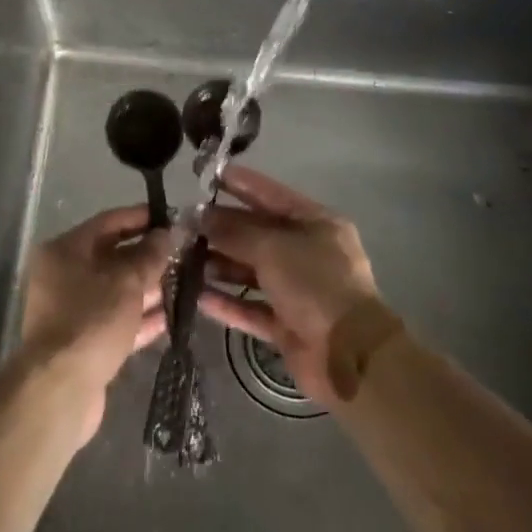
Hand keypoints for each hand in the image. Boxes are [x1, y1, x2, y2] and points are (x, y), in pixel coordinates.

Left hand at [16, 206, 168, 441]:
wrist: (61, 388)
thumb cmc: (92, 320)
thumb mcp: (127, 281)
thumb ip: (150, 255)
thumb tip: (168, 233)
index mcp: (64, 250)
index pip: (108, 222)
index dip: (141, 218)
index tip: (173, 218)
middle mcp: (64, 275)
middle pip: (112, 257)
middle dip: (149, 256)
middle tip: (186, 255)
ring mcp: (73, 310)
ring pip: (117, 291)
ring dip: (149, 288)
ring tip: (187, 284)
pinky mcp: (84, 342)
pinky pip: (117, 320)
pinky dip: (141, 318)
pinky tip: (171, 317)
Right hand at [198, 166, 385, 407]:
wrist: (349, 356)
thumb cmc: (315, 284)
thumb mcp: (273, 248)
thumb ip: (234, 232)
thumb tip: (199, 218)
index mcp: (316, 224)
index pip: (271, 194)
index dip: (240, 183)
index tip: (206, 176)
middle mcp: (308, 253)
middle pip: (257, 233)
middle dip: (221, 228)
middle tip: (183, 224)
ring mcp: (298, 290)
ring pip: (251, 271)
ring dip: (220, 265)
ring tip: (182, 258)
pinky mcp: (287, 324)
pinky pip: (251, 307)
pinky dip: (227, 302)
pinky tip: (197, 296)